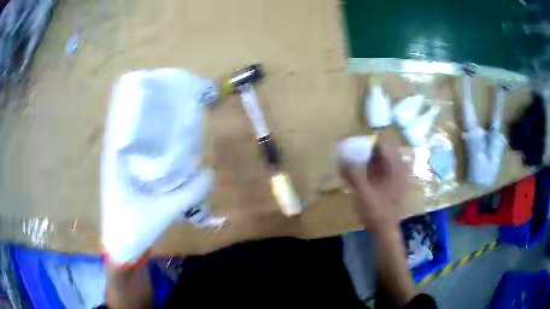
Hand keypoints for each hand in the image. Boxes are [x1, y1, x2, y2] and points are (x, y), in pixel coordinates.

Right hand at [340, 132, 410, 229]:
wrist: (383, 230)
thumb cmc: (377, 212)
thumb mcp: (363, 193)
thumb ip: (352, 174)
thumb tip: (340, 157)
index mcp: (396, 168)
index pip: (384, 143)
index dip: (368, 139)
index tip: (352, 139)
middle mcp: (397, 167)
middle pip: (381, 148)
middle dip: (365, 146)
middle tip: (348, 146)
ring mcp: (392, 174)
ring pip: (378, 156)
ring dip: (365, 154)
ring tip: (348, 154)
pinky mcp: (387, 180)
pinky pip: (376, 166)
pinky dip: (365, 164)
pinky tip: (353, 167)